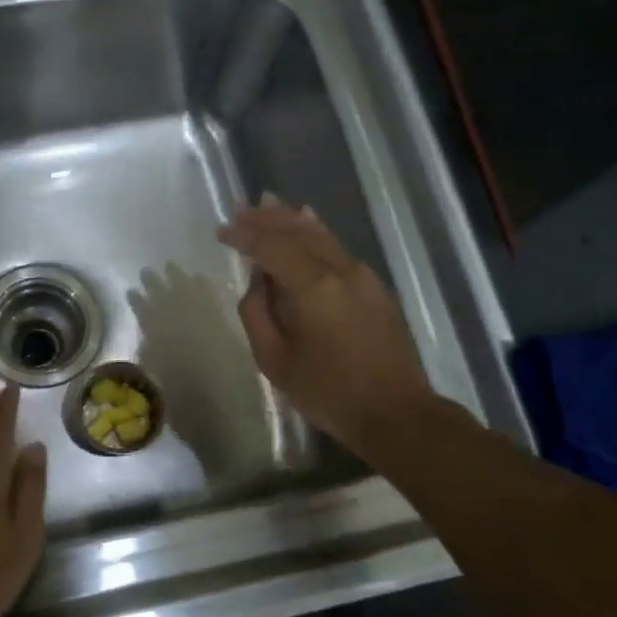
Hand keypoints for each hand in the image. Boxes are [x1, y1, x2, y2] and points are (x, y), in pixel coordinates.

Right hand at [218, 197, 434, 459]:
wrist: (394, 412)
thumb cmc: (327, 391)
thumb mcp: (274, 360)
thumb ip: (257, 313)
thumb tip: (258, 282)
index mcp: (312, 286)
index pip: (271, 246)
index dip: (244, 235)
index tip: (222, 231)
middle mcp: (339, 270)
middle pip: (298, 230)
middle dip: (267, 218)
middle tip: (240, 209)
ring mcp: (362, 276)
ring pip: (321, 235)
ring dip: (291, 219)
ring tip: (268, 203)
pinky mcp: (375, 287)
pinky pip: (337, 248)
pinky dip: (315, 233)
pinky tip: (307, 224)